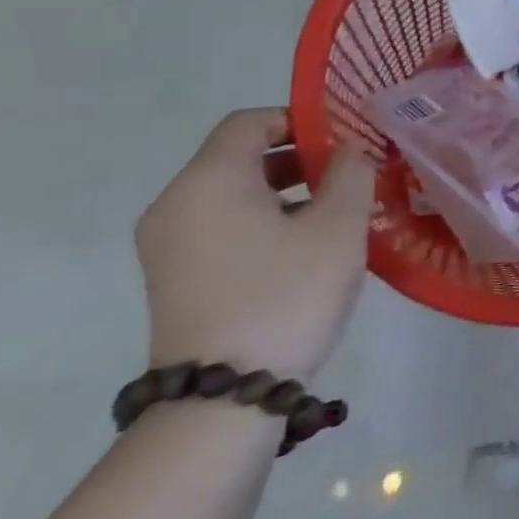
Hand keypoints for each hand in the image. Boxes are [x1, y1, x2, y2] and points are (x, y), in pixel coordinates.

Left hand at [137, 109, 375, 380]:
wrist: (224, 399)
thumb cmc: (286, 294)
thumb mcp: (338, 225)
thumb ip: (351, 172)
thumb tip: (350, 148)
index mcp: (208, 182)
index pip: (249, 122)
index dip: (300, 119)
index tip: (345, 141)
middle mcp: (175, 205)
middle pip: (239, 156)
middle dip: (299, 157)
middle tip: (350, 176)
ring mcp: (168, 245)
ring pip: (233, 192)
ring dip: (285, 190)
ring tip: (336, 213)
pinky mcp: (174, 277)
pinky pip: (222, 225)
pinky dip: (263, 220)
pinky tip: (305, 247)